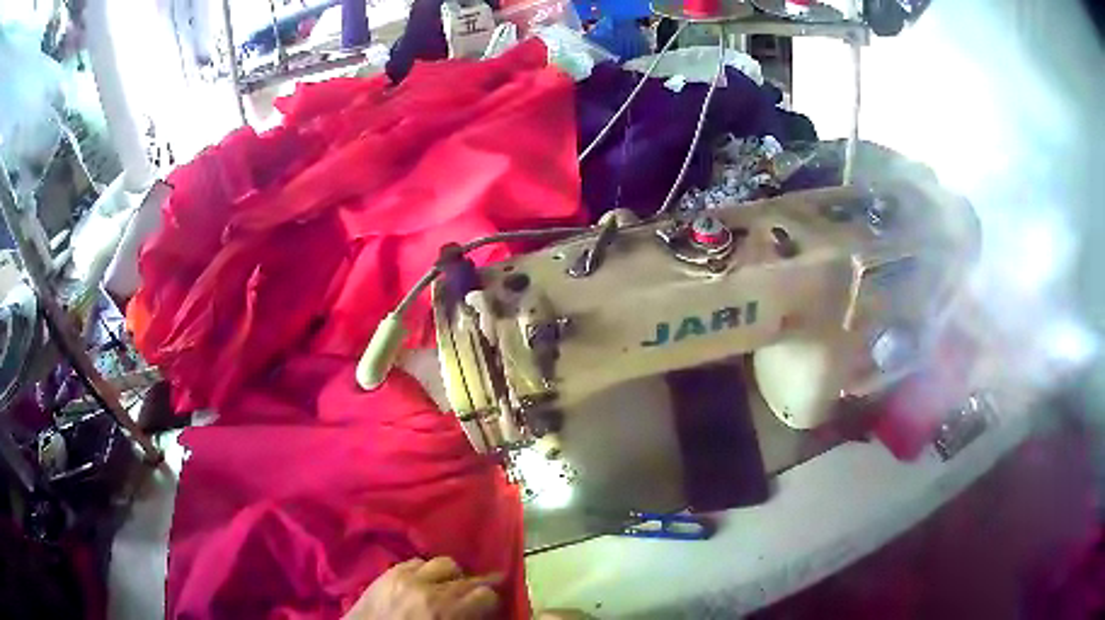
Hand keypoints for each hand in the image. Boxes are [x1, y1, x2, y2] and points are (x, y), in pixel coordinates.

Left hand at [344, 557, 501, 619]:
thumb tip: (479, 612)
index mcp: (443, 611)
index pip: (484, 594)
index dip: (492, 600)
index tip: (490, 606)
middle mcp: (428, 589)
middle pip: (466, 577)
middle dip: (475, 586)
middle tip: (476, 595)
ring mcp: (405, 577)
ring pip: (443, 563)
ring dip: (450, 575)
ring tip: (447, 586)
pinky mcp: (388, 573)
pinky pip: (415, 562)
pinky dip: (424, 570)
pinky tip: (423, 582)